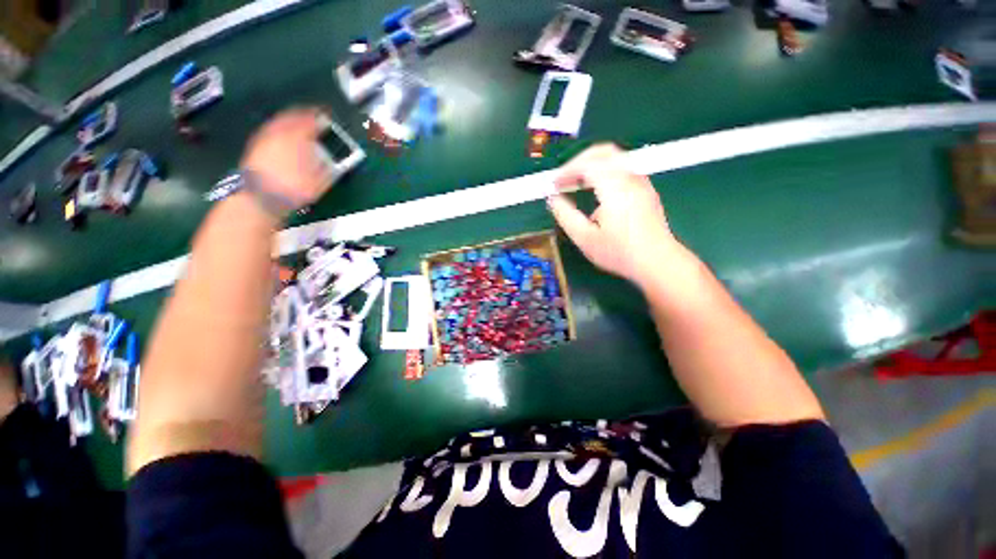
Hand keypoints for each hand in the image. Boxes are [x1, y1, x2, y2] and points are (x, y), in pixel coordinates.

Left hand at [240, 108, 332, 208]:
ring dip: (290, 118)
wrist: (261, 196)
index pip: (311, 120)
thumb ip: (328, 166)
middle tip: (312, 114)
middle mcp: (281, 132)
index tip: (327, 114)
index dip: (320, 116)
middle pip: (293, 116)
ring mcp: (266, 136)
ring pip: (279, 120)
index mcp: (299, 137)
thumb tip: (334, 159)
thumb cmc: (294, 189)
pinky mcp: (256, 144)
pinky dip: (278, 126)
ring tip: (298, 121)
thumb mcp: (320, 181)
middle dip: (303, 113)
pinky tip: (282, 133)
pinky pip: (270, 128)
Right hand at [547, 144, 682, 288]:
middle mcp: (630, 178)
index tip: (553, 185)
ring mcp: (641, 182)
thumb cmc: (619, 252)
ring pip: (615, 159)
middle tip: (564, 178)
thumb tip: (553, 198)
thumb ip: (565, 215)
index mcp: (614, 187)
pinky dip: (604, 172)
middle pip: (604, 152)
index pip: (586, 165)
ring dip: (592, 165)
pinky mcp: (646, 190)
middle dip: (579, 161)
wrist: (658, 262)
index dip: (565, 171)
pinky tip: (597, 193)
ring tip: (577, 184)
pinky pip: (622, 170)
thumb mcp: (585, 238)